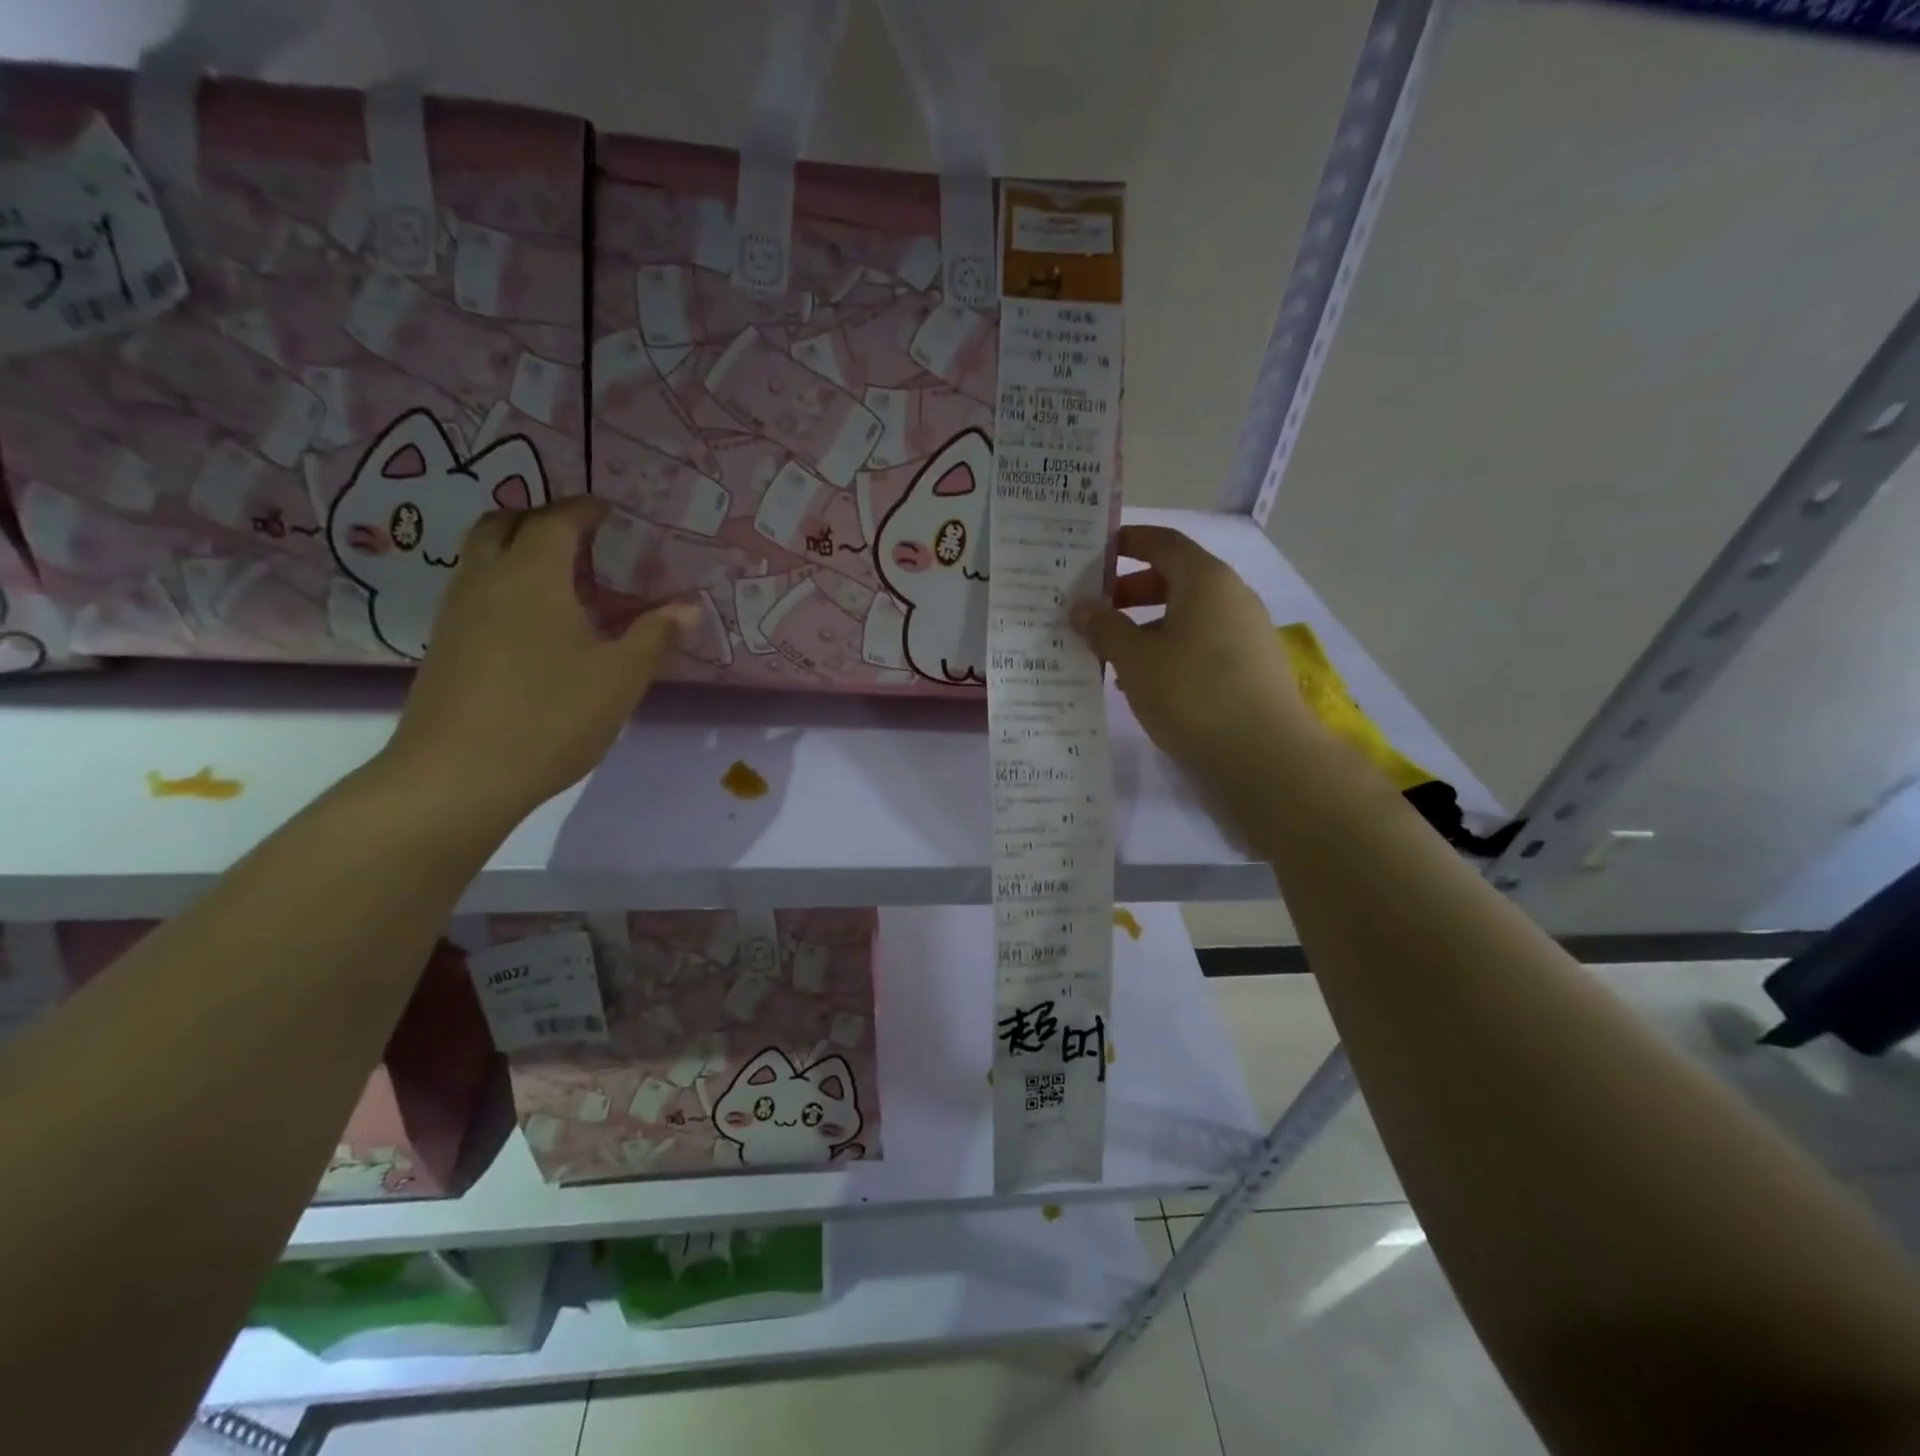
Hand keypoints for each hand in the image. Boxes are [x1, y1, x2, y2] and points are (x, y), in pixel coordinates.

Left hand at [379, 497, 698, 823]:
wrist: (456, 776)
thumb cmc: (550, 717)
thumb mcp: (620, 678)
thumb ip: (655, 636)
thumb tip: (688, 606)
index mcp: (532, 575)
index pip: (557, 520)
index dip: (585, 509)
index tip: (610, 511)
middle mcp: (487, 579)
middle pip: (504, 524)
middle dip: (542, 520)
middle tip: (582, 539)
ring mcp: (457, 612)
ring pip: (484, 557)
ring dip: (519, 551)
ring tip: (564, 580)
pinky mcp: (446, 646)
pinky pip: (477, 591)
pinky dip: (507, 585)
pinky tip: (537, 625)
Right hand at [1071, 525, 1325, 793]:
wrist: (1264, 755)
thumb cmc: (1193, 693)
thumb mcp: (1136, 659)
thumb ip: (1105, 628)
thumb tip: (1082, 607)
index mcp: (1205, 580)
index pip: (1162, 542)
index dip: (1126, 542)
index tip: (1092, 555)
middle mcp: (1231, 596)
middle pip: (1174, 578)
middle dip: (1129, 591)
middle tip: (1092, 611)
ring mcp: (1245, 632)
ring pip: (1186, 614)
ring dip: (1145, 626)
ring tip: (1110, 653)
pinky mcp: (1249, 666)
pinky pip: (1200, 643)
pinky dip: (1168, 649)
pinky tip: (1144, 683)